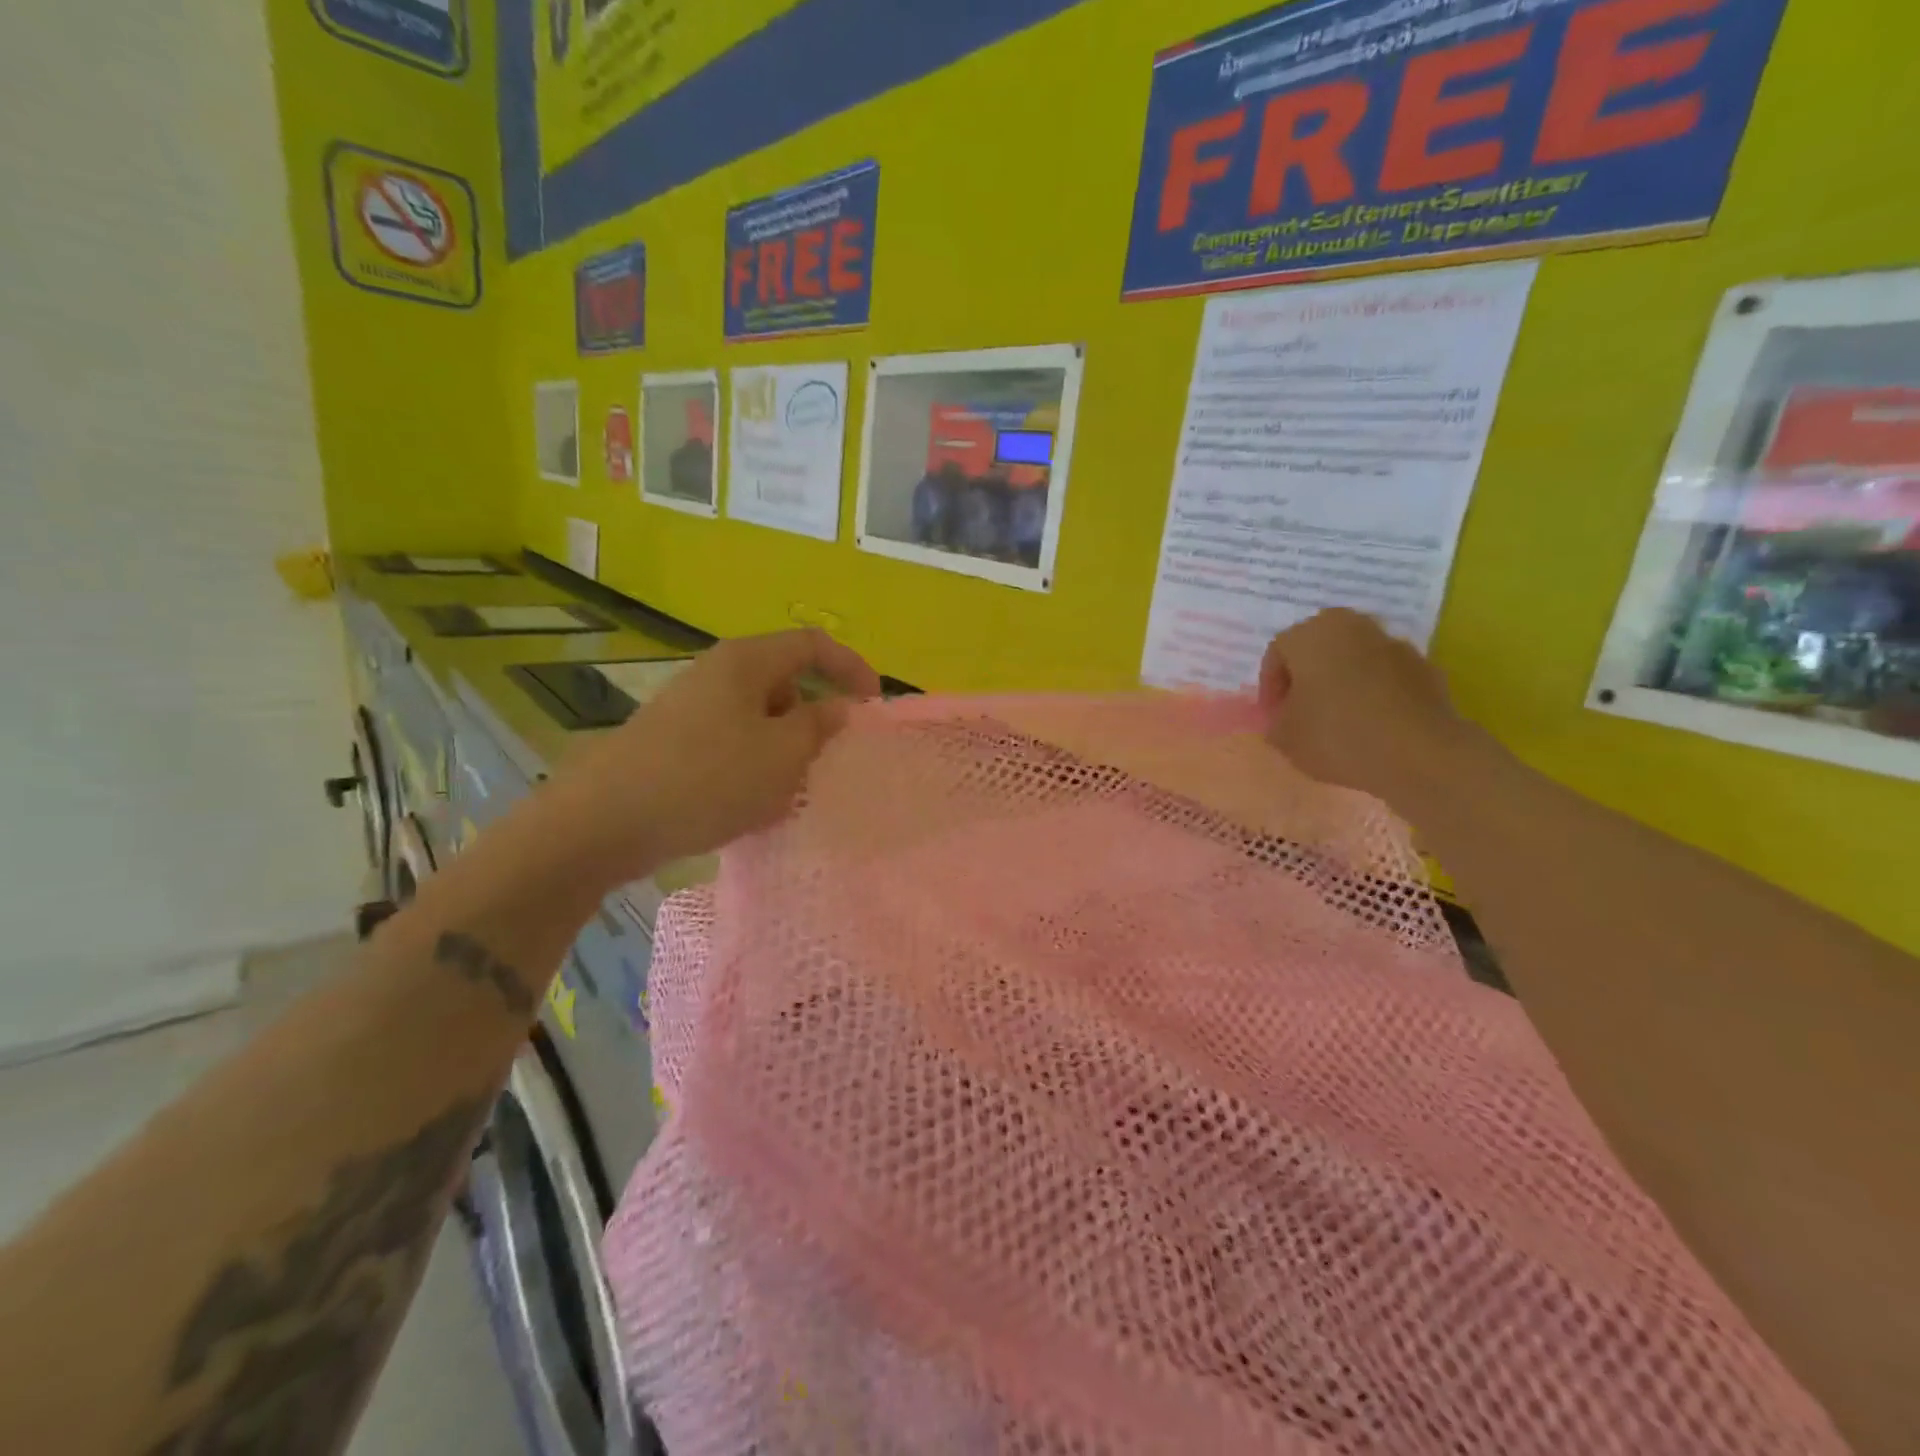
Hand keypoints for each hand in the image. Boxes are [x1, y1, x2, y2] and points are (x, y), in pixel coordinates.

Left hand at [545, 629, 880, 882]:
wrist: (606, 820)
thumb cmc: (707, 778)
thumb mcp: (781, 755)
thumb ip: (818, 726)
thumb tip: (838, 708)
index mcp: (747, 661)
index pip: (813, 644)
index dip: (852, 667)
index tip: (873, 706)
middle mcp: (718, 673)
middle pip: (786, 680)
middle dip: (816, 717)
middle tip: (829, 759)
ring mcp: (692, 707)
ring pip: (760, 717)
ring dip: (785, 748)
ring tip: (789, 791)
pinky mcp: (675, 741)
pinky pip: (732, 742)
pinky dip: (754, 765)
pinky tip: (750, 805)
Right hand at [1258, 610, 1467, 805]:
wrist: (1420, 754)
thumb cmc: (1337, 735)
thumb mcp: (1285, 738)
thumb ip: (1275, 722)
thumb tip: (1285, 718)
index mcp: (1311, 634)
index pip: (1278, 652)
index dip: (1270, 686)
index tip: (1274, 717)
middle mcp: (1353, 626)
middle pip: (1318, 648)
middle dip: (1307, 677)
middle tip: (1302, 711)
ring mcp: (1394, 644)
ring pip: (1354, 660)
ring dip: (1342, 683)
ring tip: (1339, 721)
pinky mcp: (1425, 668)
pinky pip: (1385, 677)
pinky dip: (1374, 694)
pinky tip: (1372, 727)